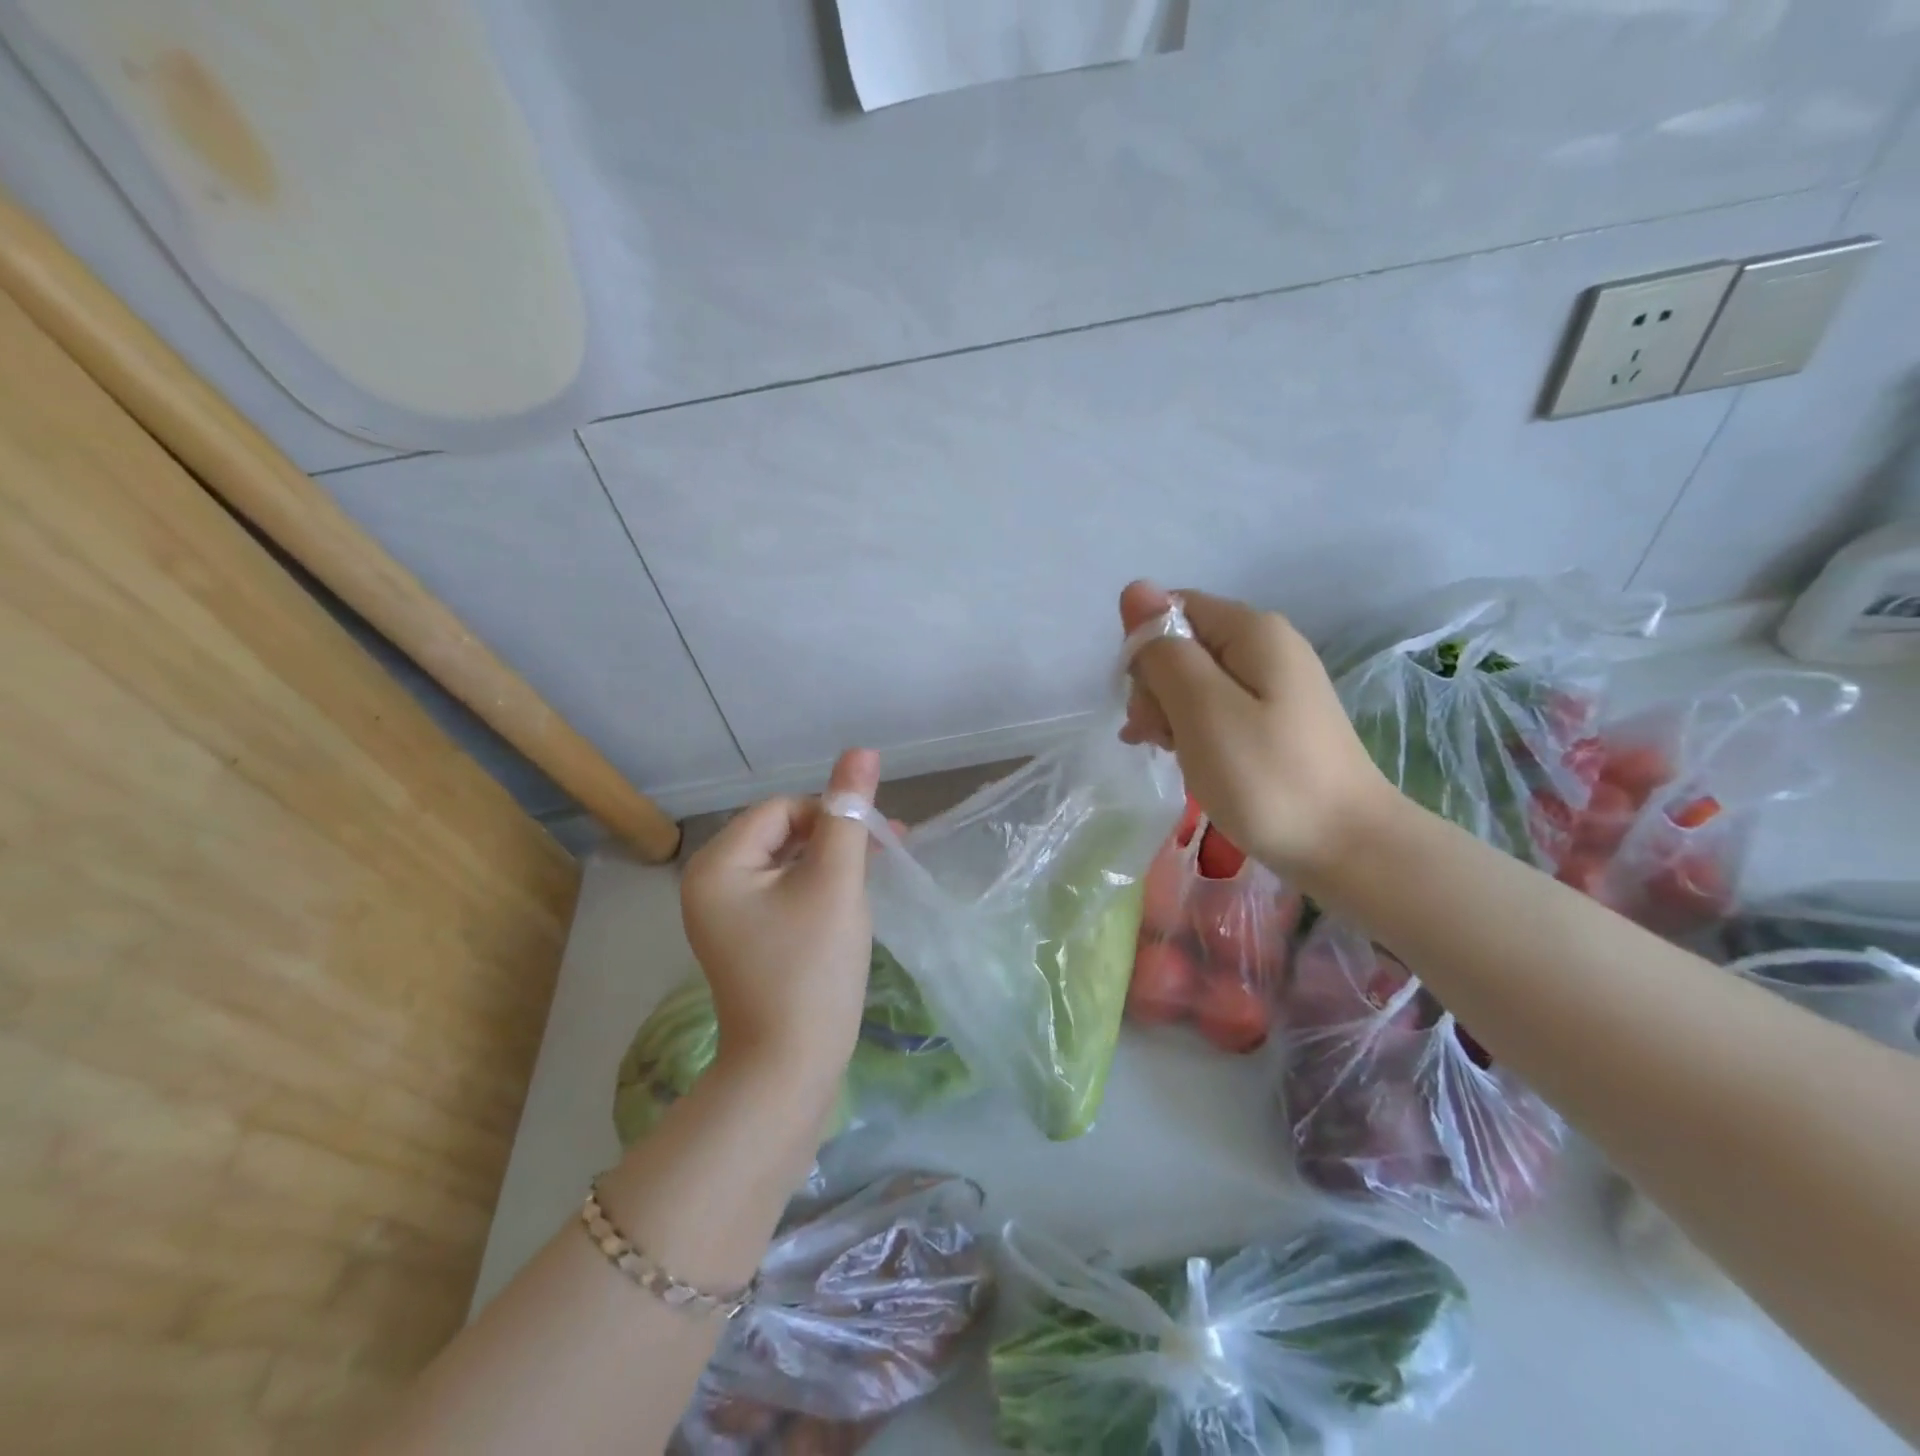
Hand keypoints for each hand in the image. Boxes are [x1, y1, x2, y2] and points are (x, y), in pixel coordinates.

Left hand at [679, 748, 880, 1088]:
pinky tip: (850, 902)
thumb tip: (861, 750)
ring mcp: (727, 915)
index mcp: (718, 865)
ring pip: (789, 862)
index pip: (782, 809)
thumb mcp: (835, 882)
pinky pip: (785, 892)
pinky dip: (819, 889)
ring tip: (875, 875)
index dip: (831, 815)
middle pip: (783, 832)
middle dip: (835, 837)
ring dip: (832, 861)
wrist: (791, 1069)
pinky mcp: (748, 938)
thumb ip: (848, 815)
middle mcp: (711, 883)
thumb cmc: (811, 969)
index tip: (874, 844)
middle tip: (884, 853)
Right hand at [1119, 581, 1394, 882]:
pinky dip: (1194, 730)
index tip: (1147, 704)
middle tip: (1162, 738)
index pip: (1171, 611)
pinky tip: (1187, 759)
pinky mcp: (1275, 720)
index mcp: (1252, 631)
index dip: (1145, 652)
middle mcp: (1266, 646)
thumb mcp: (1202, 711)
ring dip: (1170, 714)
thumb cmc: (1267, 778)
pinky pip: (1216, 709)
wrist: (1348, 848)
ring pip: (1195, 681)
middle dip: (1156, 688)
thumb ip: (1164, 650)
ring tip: (1174, 755)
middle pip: (1183, 645)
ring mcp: (1274, 684)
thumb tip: (1134, 588)